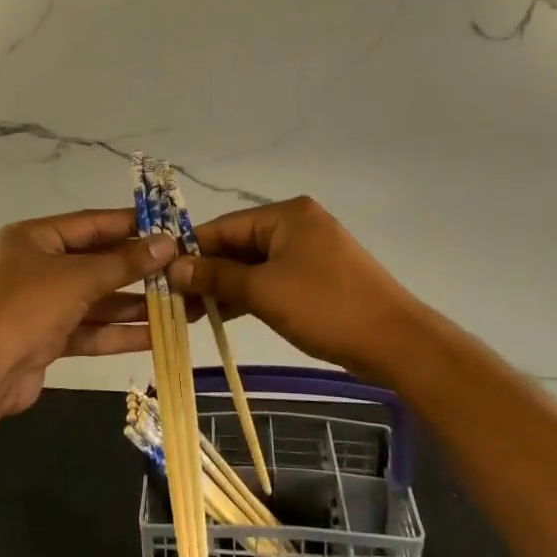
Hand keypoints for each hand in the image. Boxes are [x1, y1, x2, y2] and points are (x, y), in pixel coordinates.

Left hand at [0, 208, 175, 416]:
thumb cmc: (27, 308)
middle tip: (179, 269)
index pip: (90, 223)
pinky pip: (88, 328)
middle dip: (136, 269)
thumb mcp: (79, 279)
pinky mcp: (45, 339)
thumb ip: (125, 263)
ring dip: (132, 304)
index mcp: (33, 238)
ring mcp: (39, 304)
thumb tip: (168, 243)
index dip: (130, 224)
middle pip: (95, 262)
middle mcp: (35, 266)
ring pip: (94, 299)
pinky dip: (117, 332)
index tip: (168, 226)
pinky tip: (155, 335)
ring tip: (178, 304)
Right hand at [167, 197, 427, 382]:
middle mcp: (296, 225)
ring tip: (191, 313)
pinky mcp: (317, 277)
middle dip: (207, 272)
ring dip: (225, 286)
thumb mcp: (264, 292)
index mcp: (286, 215)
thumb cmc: (326, 307)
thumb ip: (217, 277)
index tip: (161, 274)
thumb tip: (174, 268)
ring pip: (254, 265)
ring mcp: (309, 251)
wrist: (395, 342)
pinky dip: (249, 294)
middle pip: (239, 245)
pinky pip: (272, 279)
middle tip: (174, 301)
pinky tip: (222, 313)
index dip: (192, 251)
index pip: (225, 227)